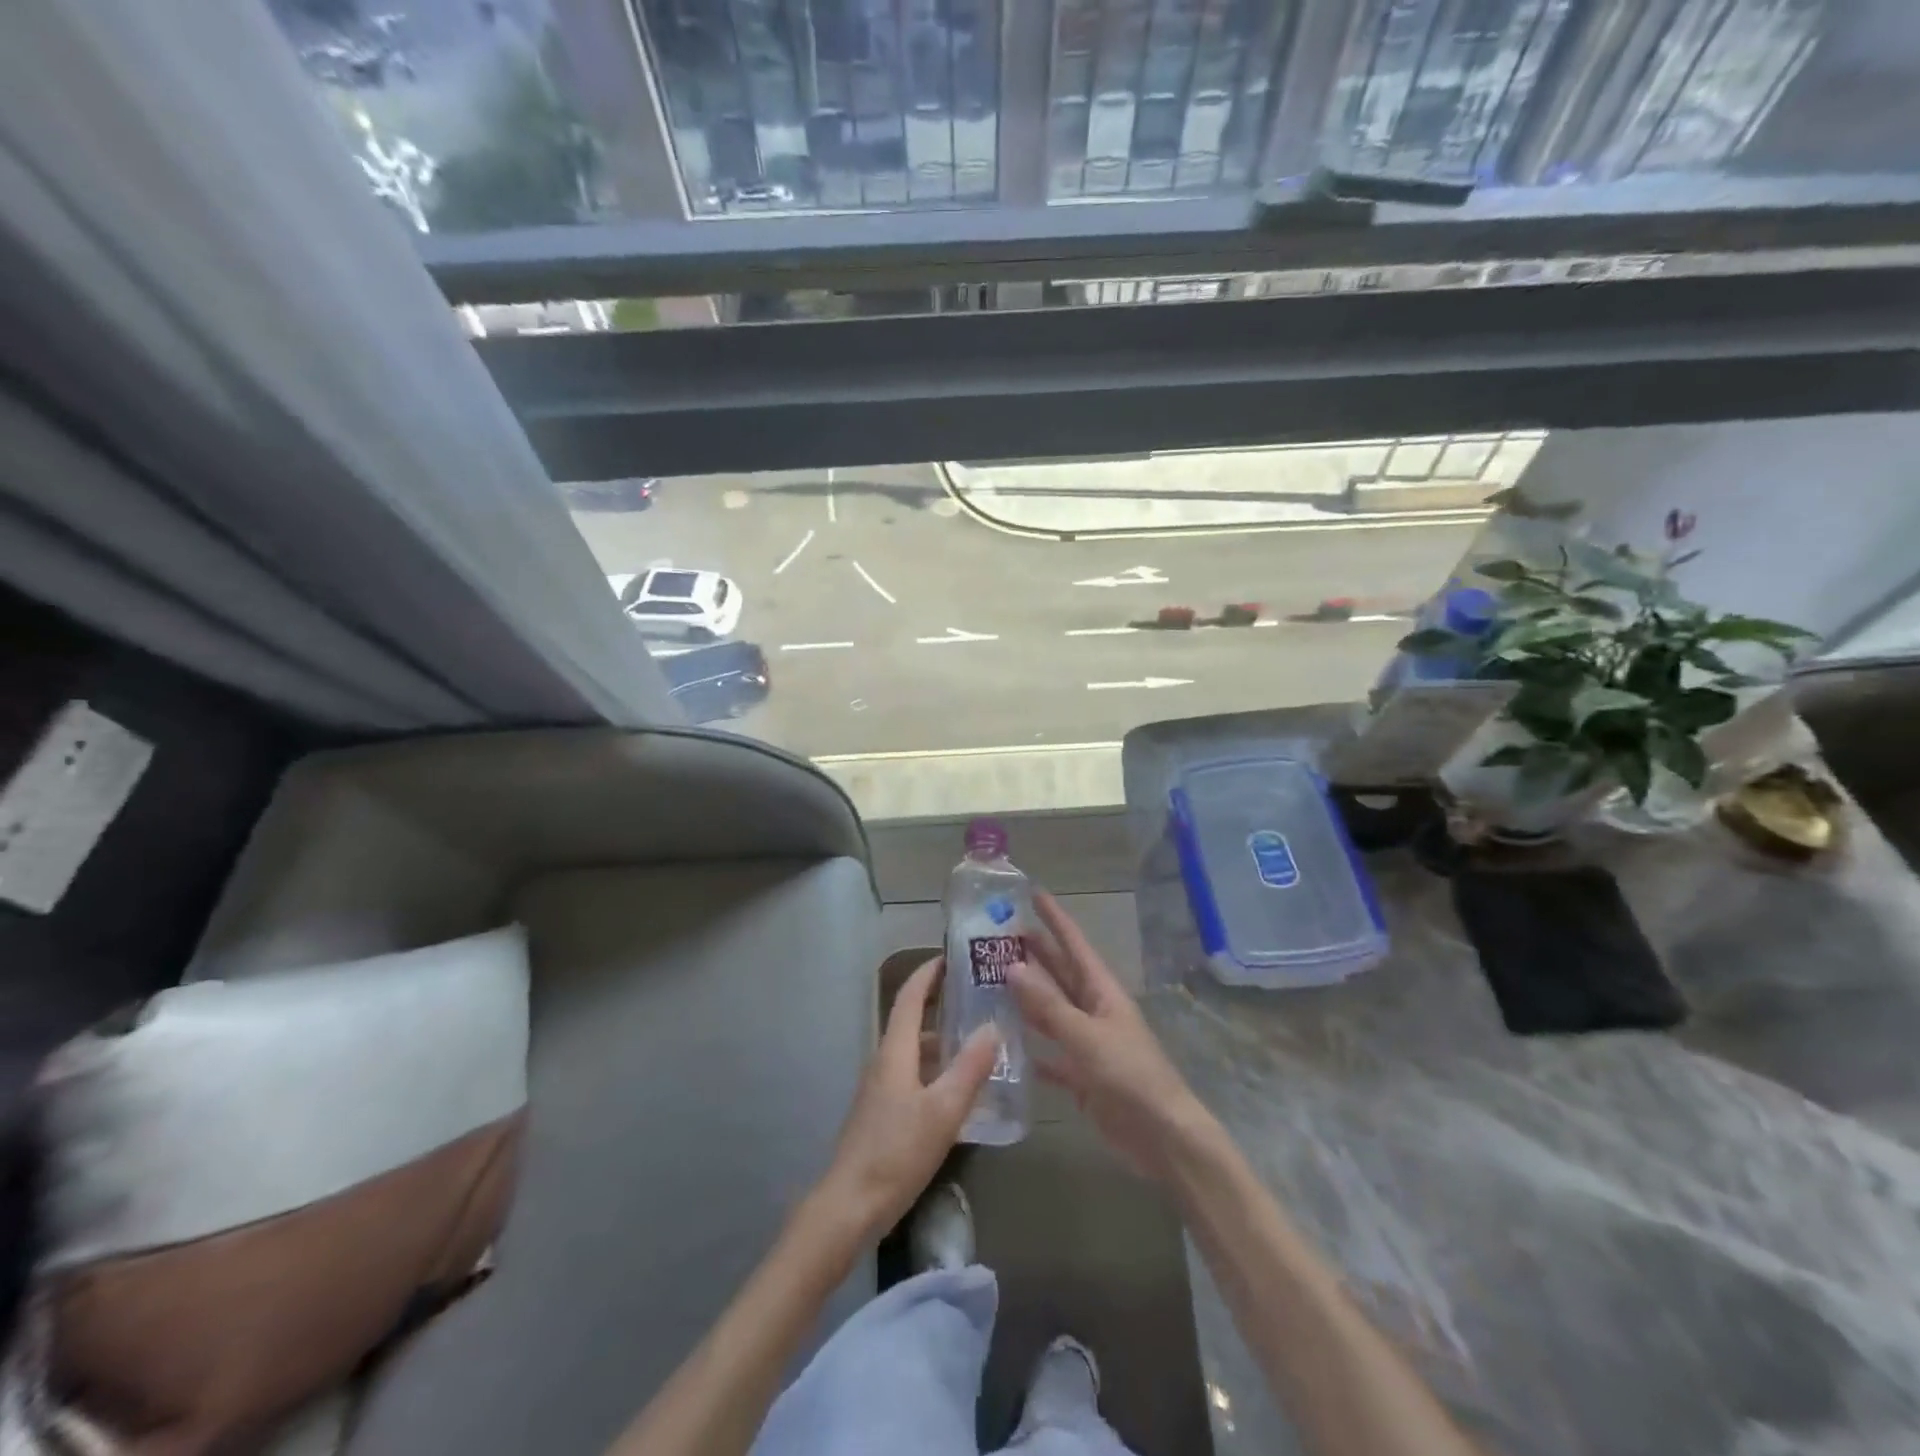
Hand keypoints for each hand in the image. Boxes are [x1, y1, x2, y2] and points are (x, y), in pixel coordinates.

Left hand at [818, 957, 997, 1239]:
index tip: (952, 957)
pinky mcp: (882, 1112)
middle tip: (976, 998)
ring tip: (976, 1040)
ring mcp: (880, 1088)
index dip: (928, 973)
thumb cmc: (896, 1151)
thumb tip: (993, 1027)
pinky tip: (958, 1088)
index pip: (910, 996)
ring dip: (940, 1038)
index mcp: (895, 1051)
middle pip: (911, 1020)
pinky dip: (935, 1067)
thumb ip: (969, 1068)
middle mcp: (884, 1061)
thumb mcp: (943, 1111)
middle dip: (940, 1003)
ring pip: (913, 1050)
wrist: (849, 1205)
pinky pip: (912, 1074)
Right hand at [1010, 892, 1216, 1183]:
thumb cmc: (1129, 1076)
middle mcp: (1094, 1009)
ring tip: (992, 979)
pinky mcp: (1082, 1075)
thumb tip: (1013, 966)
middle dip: (1035, 952)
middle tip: (999, 934)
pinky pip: (1051, 1053)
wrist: (1161, 1136)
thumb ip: (1049, 1005)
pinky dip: (1031, 1047)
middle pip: (1060, 973)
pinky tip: (1006, 1044)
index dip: (1055, 918)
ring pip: (1051, 1011)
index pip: (1074, 944)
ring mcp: (1088, 1042)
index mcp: (1102, 991)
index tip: (1032, 893)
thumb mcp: (1086, 1036)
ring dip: (1027, 996)